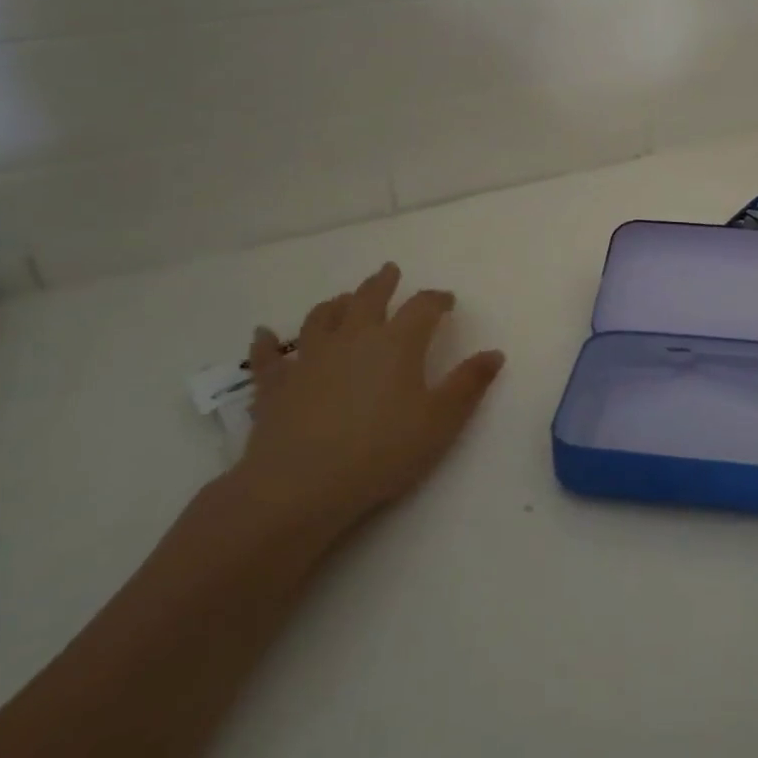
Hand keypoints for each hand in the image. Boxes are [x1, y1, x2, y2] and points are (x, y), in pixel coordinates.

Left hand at [232, 263, 505, 544]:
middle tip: (389, 271)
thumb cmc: (382, 451)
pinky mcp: (275, 386)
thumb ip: (469, 384)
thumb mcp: (441, 420)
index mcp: (397, 343)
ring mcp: (309, 359)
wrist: (300, 486)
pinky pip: (268, 357)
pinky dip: (266, 343)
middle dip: (382, 283)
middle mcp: (353, 339)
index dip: (437, 299)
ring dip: (335, 304)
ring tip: (343, 299)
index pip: (422, 307)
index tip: (447, 300)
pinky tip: (262, 334)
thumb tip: (495, 353)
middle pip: (369, 299)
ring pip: (321, 318)